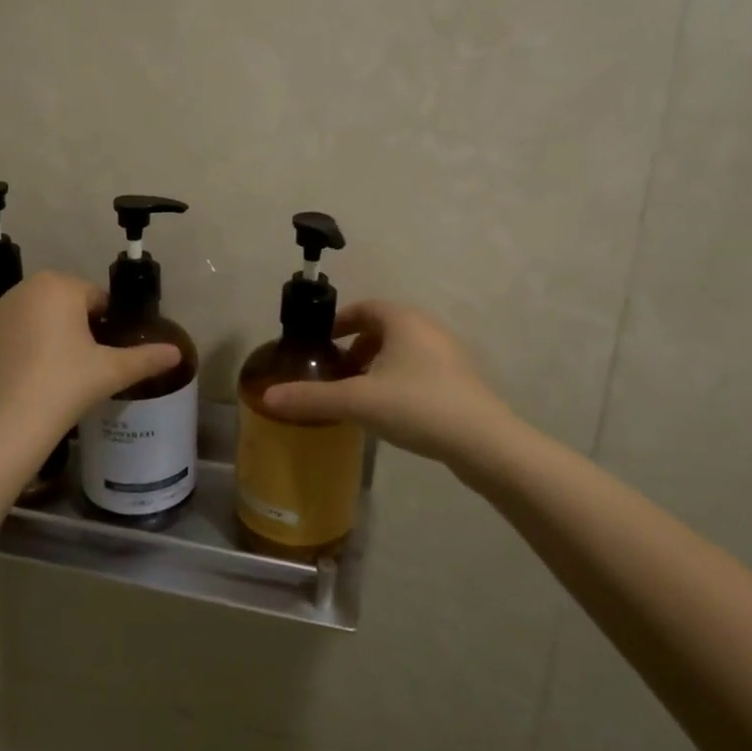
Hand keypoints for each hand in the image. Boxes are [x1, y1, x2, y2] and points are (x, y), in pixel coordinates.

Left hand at [0, 271, 179, 447]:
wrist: (4, 423)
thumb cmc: (65, 385)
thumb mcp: (111, 371)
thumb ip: (146, 358)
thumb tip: (177, 353)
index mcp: (59, 286)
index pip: (95, 298)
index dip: (104, 325)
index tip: (104, 354)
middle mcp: (23, 289)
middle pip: (62, 305)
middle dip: (74, 328)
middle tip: (82, 366)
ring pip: (34, 319)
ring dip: (46, 337)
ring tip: (54, 375)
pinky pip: (9, 338)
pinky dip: (20, 352)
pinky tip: (26, 382)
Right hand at [260, 301, 517, 469]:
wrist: (483, 443)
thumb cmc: (417, 406)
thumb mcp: (357, 401)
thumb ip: (311, 398)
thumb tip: (268, 397)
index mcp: (403, 321)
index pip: (364, 307)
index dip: (339, 321)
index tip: (320, 343)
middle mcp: (427, 329)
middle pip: (383, 328)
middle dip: (355, 346)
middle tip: (335, 371)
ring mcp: (448, 355)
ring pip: (402, 351)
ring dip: (376, 365)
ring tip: (357, 393)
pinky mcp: (460, 382)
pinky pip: (419, 370)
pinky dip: (397, 380)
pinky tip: (388, 410)